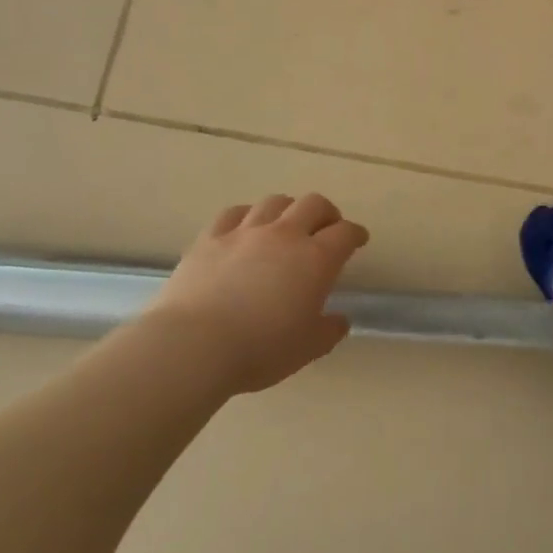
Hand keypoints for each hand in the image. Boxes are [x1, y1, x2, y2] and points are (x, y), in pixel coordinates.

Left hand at [148, 193, 369, 393]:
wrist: (195, 345)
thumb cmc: (260, 349)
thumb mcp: (307, 349)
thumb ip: (328, 331)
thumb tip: (339, 320)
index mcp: (315, 260)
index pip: (344, 234)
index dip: (355, 234)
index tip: (358, 239)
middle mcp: (284, 236)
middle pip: (313, 204)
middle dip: (326, 212)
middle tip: (327, 227)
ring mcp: (245, 232)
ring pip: (274, 202)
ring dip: (288, 209)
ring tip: (286, 224)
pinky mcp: (210, 237)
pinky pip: (234, 213)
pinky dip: (247, 216)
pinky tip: (246, 227)